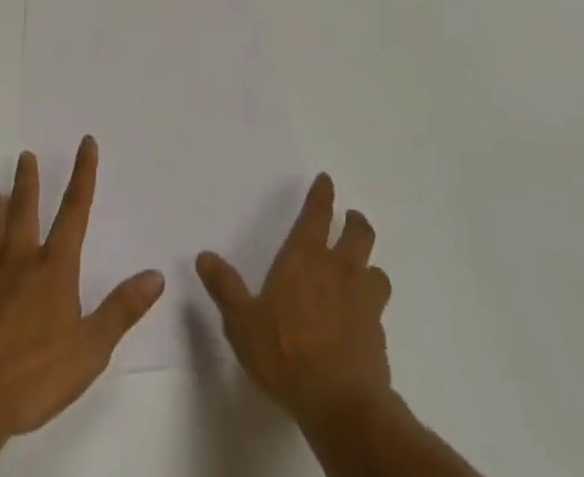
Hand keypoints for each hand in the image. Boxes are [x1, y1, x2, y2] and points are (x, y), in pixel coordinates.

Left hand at [0, 137, 164, 453]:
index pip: (74, 210)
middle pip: (25, 211)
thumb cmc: (33, 377)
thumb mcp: (90, 350)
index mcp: (53, 269)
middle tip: (25, 154)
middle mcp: (19, 262)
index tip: (86, 142)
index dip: (83, 174)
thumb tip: (156, 275)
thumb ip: (122, 310)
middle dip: (29, 182)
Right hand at [196, 173, 392, 431]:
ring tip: (364, 270)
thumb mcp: (242, 323)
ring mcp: (364, 300)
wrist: (340, 403)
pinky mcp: (378, 333)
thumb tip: (204, 256)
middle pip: (358, 233)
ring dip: (369, 265)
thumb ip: (225, 288)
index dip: (322, 194)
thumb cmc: (285, 353)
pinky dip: (372, 307)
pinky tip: (363, 320)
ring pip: (376, 269)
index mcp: (305, 257)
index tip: (327, 180)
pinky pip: (379, 309)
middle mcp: (339, 269)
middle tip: (352, 218)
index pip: (317, 213)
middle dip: (355, 222)